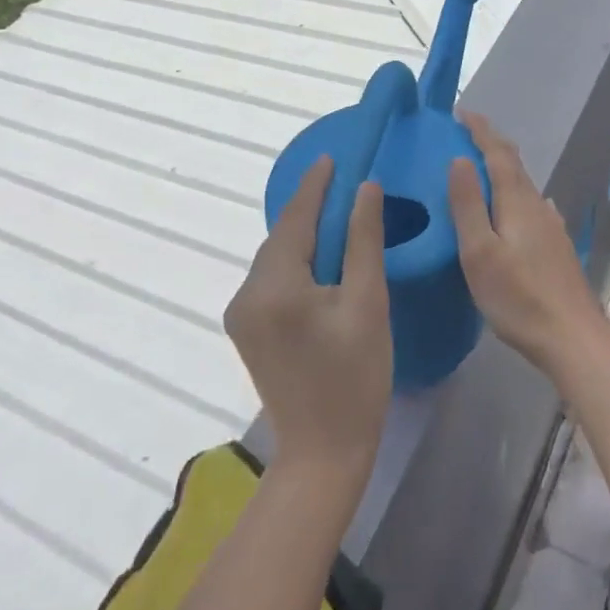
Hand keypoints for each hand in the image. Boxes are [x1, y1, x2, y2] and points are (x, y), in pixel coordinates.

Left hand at [226, 156, 392, 479]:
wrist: (323, 452)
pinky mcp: (246, 329)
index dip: (315, 186)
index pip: (296, 220)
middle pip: (282, 238)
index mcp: (275, 286)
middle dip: (311, 210)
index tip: (331, 157)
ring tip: (338, 216)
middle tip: (342, 184)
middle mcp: (246, 294)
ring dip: (304, 237)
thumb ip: (363, 241)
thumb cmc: (356, 379)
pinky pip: (272, 280)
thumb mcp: (368, 304)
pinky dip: (296, 263)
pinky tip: (320, 260)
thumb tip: (365, 188)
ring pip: (276, 258)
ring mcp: (241, 314)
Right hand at [448, 112, 609, 377]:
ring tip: (481, 168)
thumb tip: (459, 159)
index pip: (497, 154)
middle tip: (465, 134)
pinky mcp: (557, 247)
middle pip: (514, 165)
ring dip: (502, 169)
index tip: (460, 112)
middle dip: (490, 144)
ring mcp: (552, 227)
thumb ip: (468, 205)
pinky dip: (515, 194)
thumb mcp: (479, 252)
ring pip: (524, 186)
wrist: (573, 337)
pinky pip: (531, 206)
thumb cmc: (518, 298)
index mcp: (517, 202)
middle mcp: (538, 206)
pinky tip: (517, 209)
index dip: (480, 130)